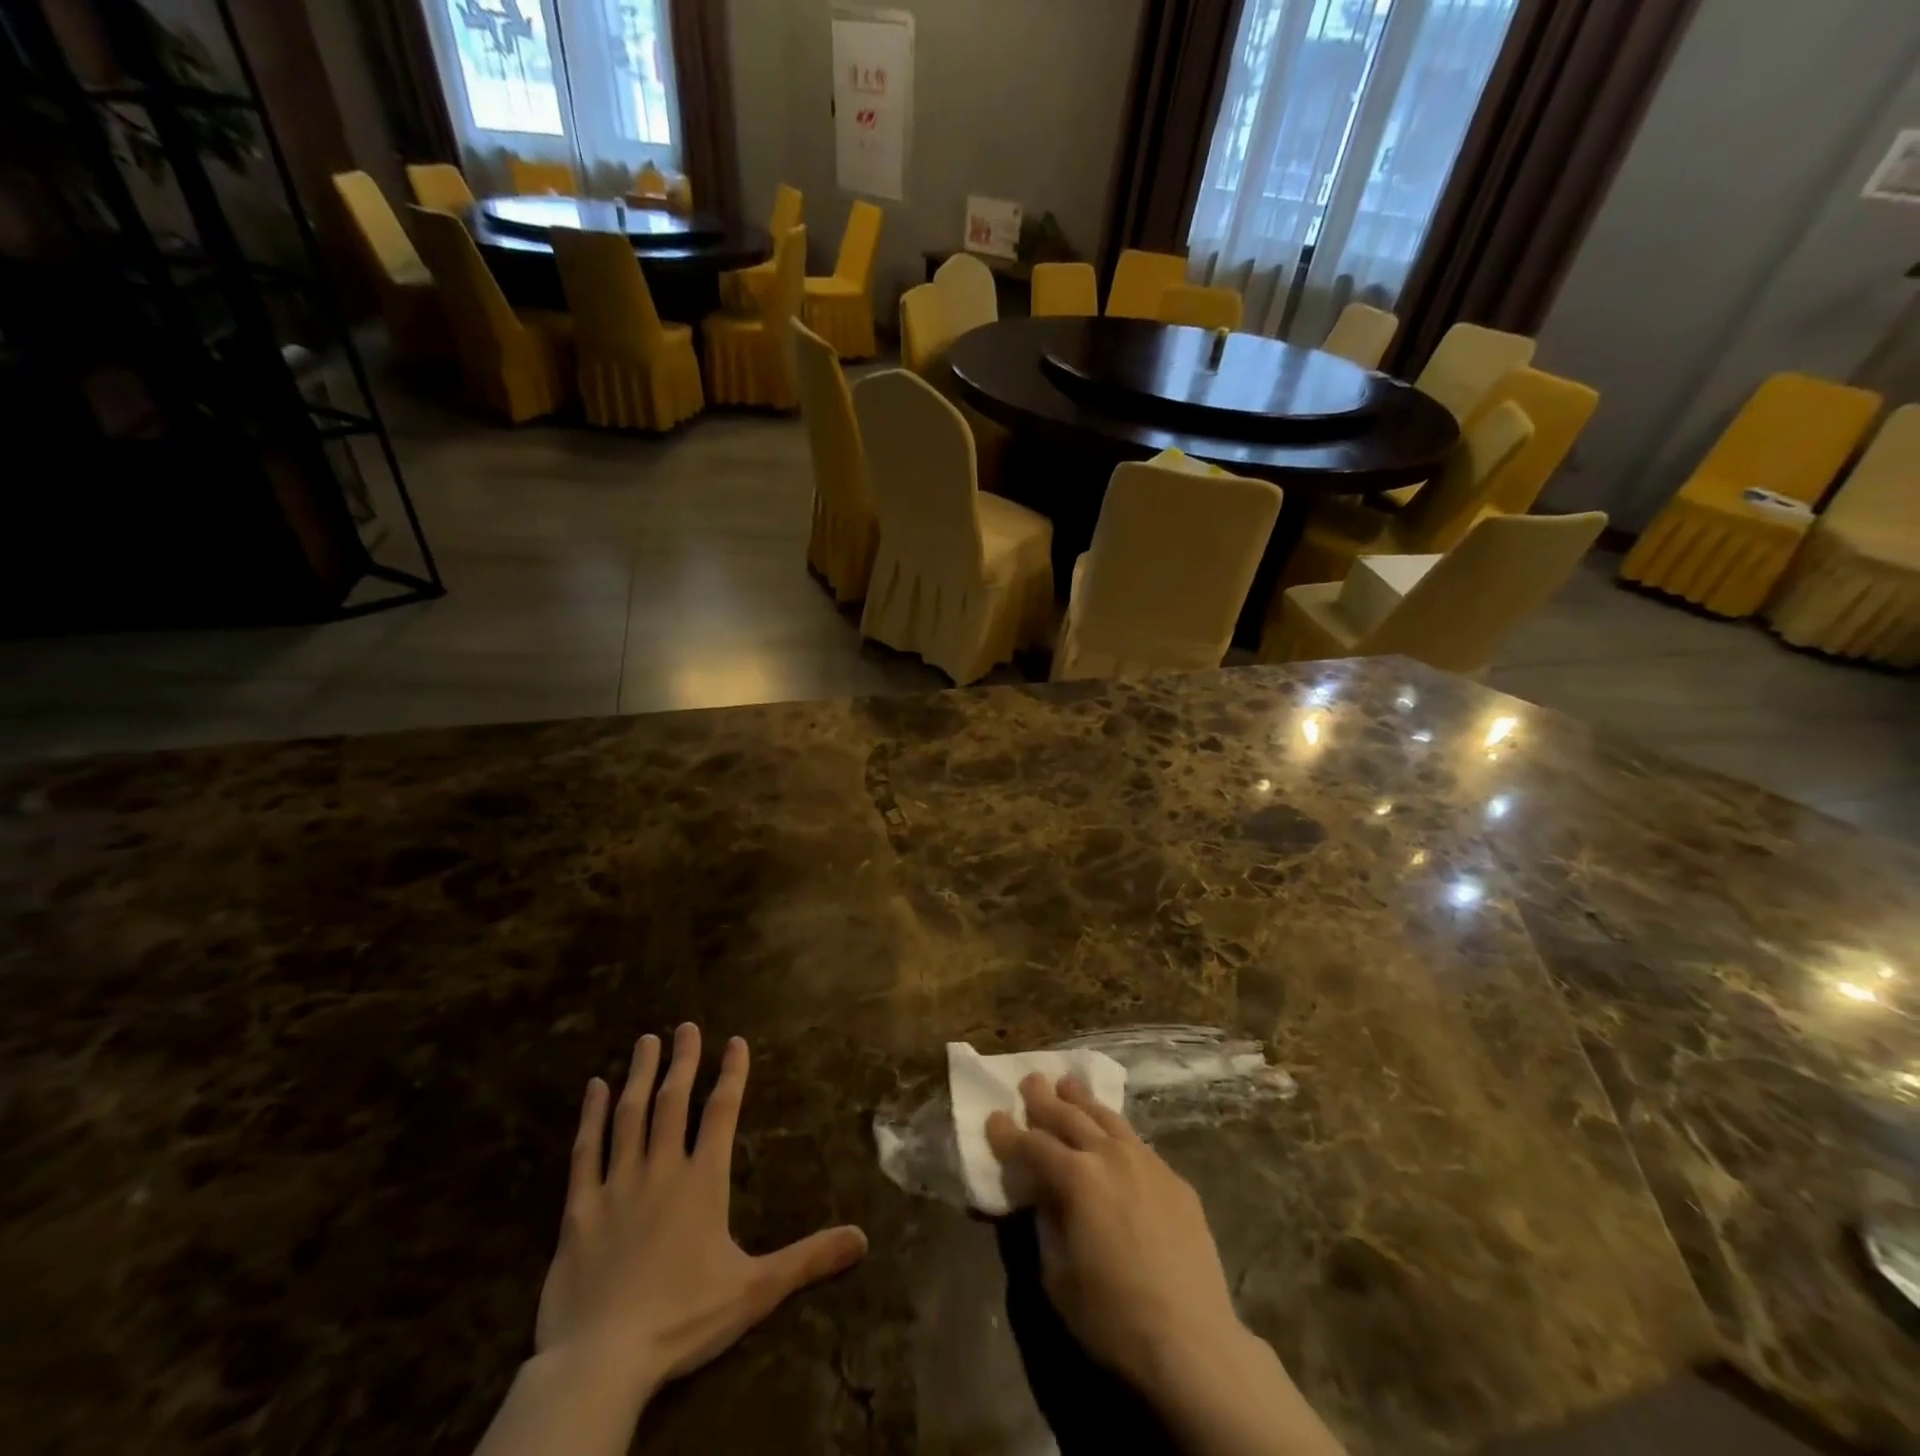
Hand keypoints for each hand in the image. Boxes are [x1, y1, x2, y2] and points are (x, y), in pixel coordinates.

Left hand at [535, 1024, 868, 1400]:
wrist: (602, 1361)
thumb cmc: (683, 1319)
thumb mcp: (755, 1290)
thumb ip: (808, 1259)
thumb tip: (863, 1239)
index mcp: (703, 1181)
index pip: (722, 1113)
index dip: (732, 1074)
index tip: (735, 1041)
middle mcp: (661, 1170)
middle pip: (673, 1102)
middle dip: (683, 1060)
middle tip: (685, 1026)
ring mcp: (616, 1185)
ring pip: (630, 1116)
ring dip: (640, 1075)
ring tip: (646, 1042)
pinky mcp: (579, 1209)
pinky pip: (584, 1152)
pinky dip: (590, 1117)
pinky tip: (593, 1089)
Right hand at [985, 1072, 1242, 1395]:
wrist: (1193, 1342)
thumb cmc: (1114, 1317)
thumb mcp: (1057, 1277)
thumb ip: (1046, 1224)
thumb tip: (1043, 1195)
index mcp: (1076, 1178)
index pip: (1032, 1145)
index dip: (1008, 1133)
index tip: (993, 1118)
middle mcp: (1109, 1156)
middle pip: (1070, 1117)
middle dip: (1044, 1099)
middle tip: (1030, 1081)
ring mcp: (1147, 1163)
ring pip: (1107, 1118)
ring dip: (1082, 1100)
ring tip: (1068, 1084)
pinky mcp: (1174, 1180)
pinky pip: (1136, 1143)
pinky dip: (1115, 1131)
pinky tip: (1112, 1134)